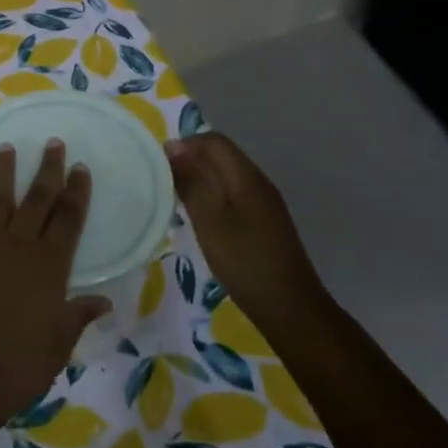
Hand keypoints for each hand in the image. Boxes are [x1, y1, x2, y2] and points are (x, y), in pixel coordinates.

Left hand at [0, 141, 107, 432]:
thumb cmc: (17, 366)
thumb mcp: (58, 344)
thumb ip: (78, 315)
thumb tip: (104, 300)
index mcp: (49, 265)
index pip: (68, 218)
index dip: (76, 191)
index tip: (80, 168)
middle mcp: (17, 245)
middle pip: (37, 198)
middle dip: (47, 169)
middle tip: (53, 143)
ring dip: (3, 171)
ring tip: (8, 148)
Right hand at [166, 132, 326, 317]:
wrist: (289, 307)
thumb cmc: (244, 261)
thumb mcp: (209, 221)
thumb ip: (192, 182)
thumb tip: (173, 146)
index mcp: (246, 177)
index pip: (213, 141)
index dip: (184, 145)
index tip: (158, 165)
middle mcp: (258, 181)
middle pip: (221, 155)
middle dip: (190, 160)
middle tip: (162, 182)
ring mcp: (264, 201)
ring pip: (226, 174)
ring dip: (200, 178)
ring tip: (175, 199)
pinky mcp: (264, 220)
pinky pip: (233, 192)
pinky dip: (212, 196)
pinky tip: (199, 217)